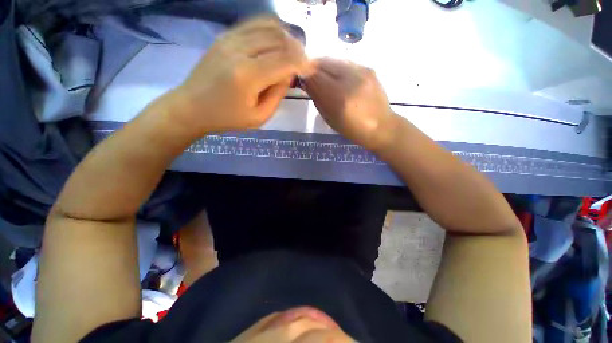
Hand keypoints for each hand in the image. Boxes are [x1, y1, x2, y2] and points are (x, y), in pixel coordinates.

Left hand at [170, 17, 309, 134]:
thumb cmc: (227, 118)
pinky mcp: (225, 36)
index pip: (284, 60)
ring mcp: (229, 39)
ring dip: (286, 37)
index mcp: (248, 76)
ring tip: (293, 51)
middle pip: (278, 39)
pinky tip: (277, 41)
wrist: (191, 107)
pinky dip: (271, 29)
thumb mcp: (259, 117)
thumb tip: (289, 73)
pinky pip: (254, 24)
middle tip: (304, 61)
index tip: (313, 67)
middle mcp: (239, 51)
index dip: (303, 62)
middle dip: (297, 49)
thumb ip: (277, 94)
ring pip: (268, 26)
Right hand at [302, 58, 395, 150]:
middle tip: (309, 76)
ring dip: (324, 66)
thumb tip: (306, 82)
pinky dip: (337, 68)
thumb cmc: (352, 129)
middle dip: (312, 68)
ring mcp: (361, 71)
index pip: (314, 76)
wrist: (381, 126)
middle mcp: (350, 80)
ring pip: (334, 59)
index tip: (301, 79)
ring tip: (323, 77)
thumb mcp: (330, 118)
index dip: (304, 75)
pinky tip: (338, 77)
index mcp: (338, 98)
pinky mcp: (369, 68)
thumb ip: (317, 98)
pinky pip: (346, 62)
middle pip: (323, 63)